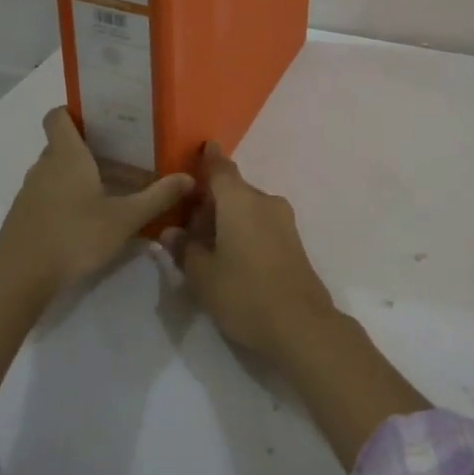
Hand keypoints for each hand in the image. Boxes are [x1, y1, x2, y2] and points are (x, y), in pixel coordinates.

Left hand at [0, 107, 193, 301]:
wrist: (19, 277)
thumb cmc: (74, 236)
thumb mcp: (124, 219)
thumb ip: (158, 197)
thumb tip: (189, 178)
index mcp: (66, 155)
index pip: (57, 116)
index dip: (74, 111)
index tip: (101, 119)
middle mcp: (44, 166)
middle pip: (62, 145)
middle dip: (89, 148)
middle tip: (123, 156)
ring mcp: (30, 192)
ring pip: (56, 172)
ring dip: (79, 176)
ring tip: (111, 189)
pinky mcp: (24, 216)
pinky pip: (48, 195)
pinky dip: (66, 199)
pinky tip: (89, 220)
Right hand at [161, 142, 428, 469]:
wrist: (301, 325)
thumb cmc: (244, 293)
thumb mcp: (203, 275)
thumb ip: (184, 249)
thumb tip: (171, 233)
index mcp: (239, 200)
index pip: (220, 168)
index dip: (207, 159)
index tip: (200, 149)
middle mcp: (264, 201)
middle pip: (232, 191)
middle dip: (210, 202)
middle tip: (186, 226)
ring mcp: (283, 220)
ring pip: (247, 208)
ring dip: (226, 219)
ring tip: (206, 248)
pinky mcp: (293, 241)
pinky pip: (261, 223)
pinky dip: (243, 230)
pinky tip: (230, 257)